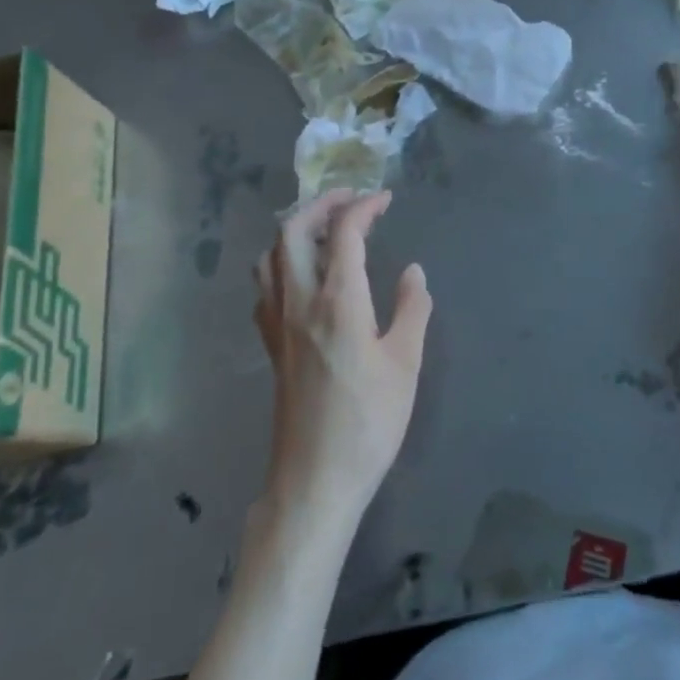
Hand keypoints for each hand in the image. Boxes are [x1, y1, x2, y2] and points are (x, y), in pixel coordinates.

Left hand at [252, 190, 433, 532]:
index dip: (364, 207)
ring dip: (295, 230)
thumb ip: (412, 310)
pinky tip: (303, 276)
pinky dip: (282, 262)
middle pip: (292, 231)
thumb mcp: (406, 364)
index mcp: (337, 301)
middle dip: (321, 204)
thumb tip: (413, 272)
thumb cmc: (368, 422)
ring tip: (326, 230)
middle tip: (351, 200)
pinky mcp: (271, 345)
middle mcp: (299, 301)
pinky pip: (266, 285)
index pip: (344, 233)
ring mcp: (278, 323)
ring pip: (271, 255)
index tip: (384, 198)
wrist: (314, 481)